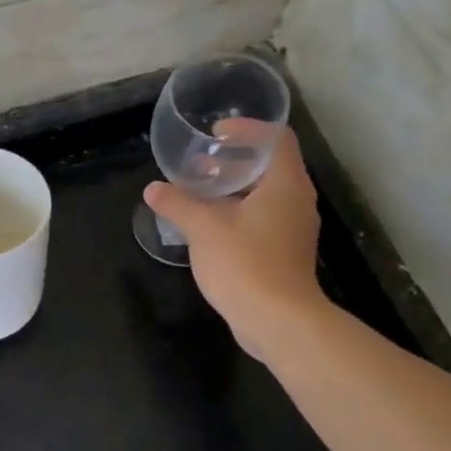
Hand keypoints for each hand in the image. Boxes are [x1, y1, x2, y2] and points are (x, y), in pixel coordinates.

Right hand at [143, 124, 324, 360]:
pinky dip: (237, 212)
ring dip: (233, 188)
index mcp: (285, 184)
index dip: (248, 129)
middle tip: (200, 163)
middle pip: (269, 166)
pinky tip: (208, 225)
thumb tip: (154, 189)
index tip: (217, 133)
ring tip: (199, 191)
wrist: (278, 321)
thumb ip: (177, 203)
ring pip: (264, 195)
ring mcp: (293, 229)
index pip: (276, 139)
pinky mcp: (285, 253)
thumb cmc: (245, 263)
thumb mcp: (203, 227)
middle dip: (233, 160)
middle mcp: (296, 201)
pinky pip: (262, 219)